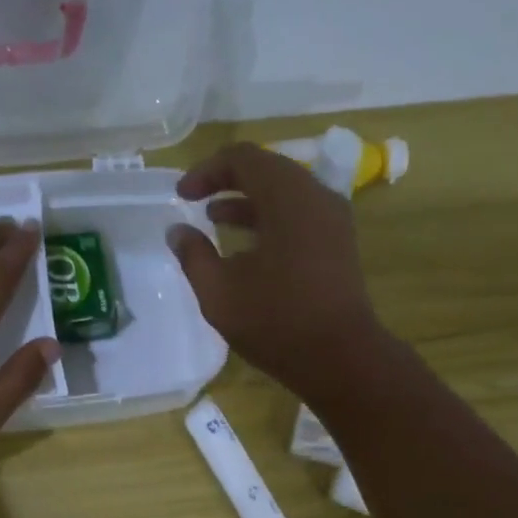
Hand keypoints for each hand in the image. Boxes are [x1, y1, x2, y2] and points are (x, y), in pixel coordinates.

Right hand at [166, 143, 391, 400]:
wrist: (340, 359)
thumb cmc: (277, 323)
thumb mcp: (220, 293)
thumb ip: (194, 257)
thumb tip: (177, 232)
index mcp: (288, 196)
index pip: (243, 158)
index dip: (207, 170)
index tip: (182, 194)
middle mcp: (316, 197)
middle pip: (268, 171)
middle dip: (228, 183)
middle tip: (197, 202)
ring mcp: (333, 222)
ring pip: (286, 197)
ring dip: (249, 205)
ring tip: (216, 222)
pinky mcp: (339, 248)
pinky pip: (300, 219)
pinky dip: (271, 224)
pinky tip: (248, 253)